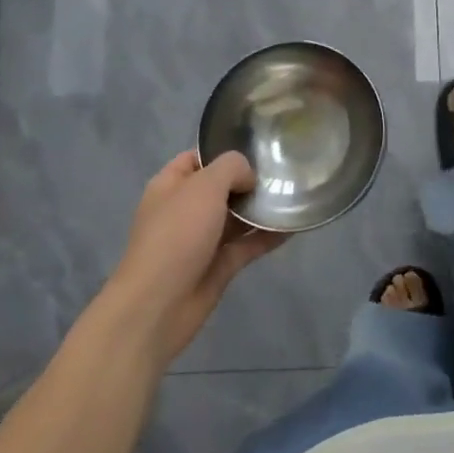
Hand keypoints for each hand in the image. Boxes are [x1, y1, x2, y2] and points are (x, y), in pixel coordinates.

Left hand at [99, 151, 283, 366]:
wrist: (159, 304)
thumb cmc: (177, 234)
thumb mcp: (204, 186)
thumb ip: (231, 169)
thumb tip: (248, 178)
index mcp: (171, 186)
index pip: (197, 158)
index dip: (223, 151)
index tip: (257, 148)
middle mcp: (186, 209)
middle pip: (221, 187)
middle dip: (249, 180)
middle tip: (283, 170)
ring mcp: (202, 239)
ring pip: (236, 217)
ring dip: (261, 208)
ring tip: (294, 194)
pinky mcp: (219, 265)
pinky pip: (247, 245)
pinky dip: (268, 236)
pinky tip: (293, 226)